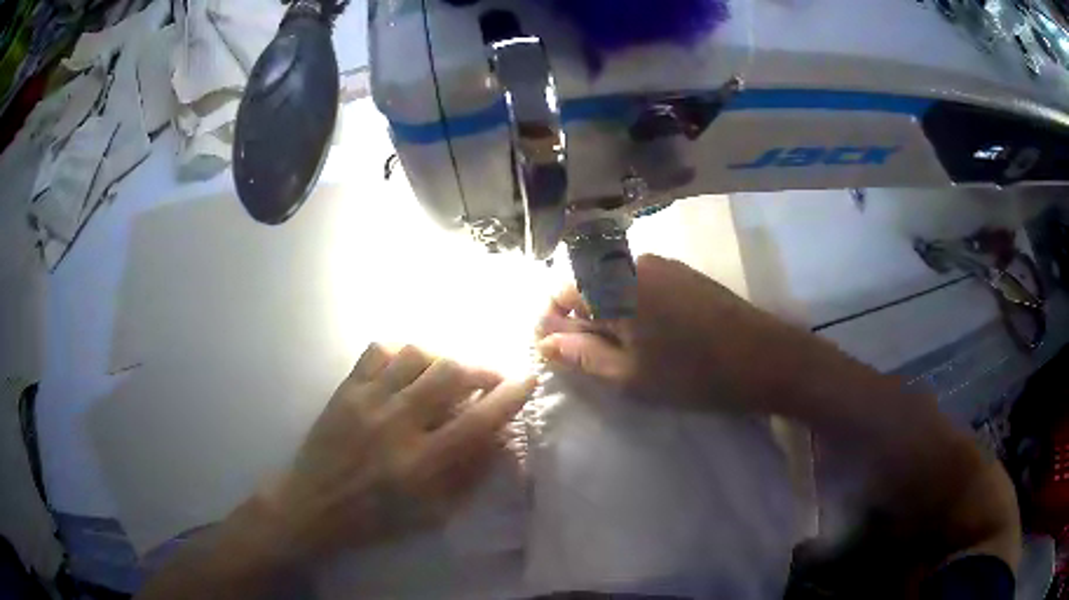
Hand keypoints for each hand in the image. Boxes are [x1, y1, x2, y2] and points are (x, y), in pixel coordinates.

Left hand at [261, 344, 535, 561]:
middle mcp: (396, 423)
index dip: (509, 397)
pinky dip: (401, 352)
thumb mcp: (432, 512)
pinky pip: (378, 350)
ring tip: (447, 373)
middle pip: (449, 373)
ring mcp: (367, 400)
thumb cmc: (376, 517)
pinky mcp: (345, 389)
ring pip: (415, 354)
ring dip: (442, 358)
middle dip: (480, 370)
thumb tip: (499, 439)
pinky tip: (408, 367)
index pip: (477, 420)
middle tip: (489, 379)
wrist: (314, 504)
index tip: (527, 380)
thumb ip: (468, 475)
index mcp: (420, 462)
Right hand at [536, 254, 829, 412]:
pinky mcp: (683, 273)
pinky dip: (634, 308)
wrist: (762, 357)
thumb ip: (582, 355)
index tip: (561, 352)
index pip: (560, 291)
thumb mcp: (629, 375)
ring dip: (609, 314)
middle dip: (582, 319)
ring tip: (627, 352)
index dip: (554, 321)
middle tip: (596, 359)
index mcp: (614, 285)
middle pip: (587, 284)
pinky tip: (654, 336)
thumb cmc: (692, 373)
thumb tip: (544, 342)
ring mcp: (662, 265)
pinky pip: (641, 284)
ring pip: (615, 285)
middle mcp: (633, 263)